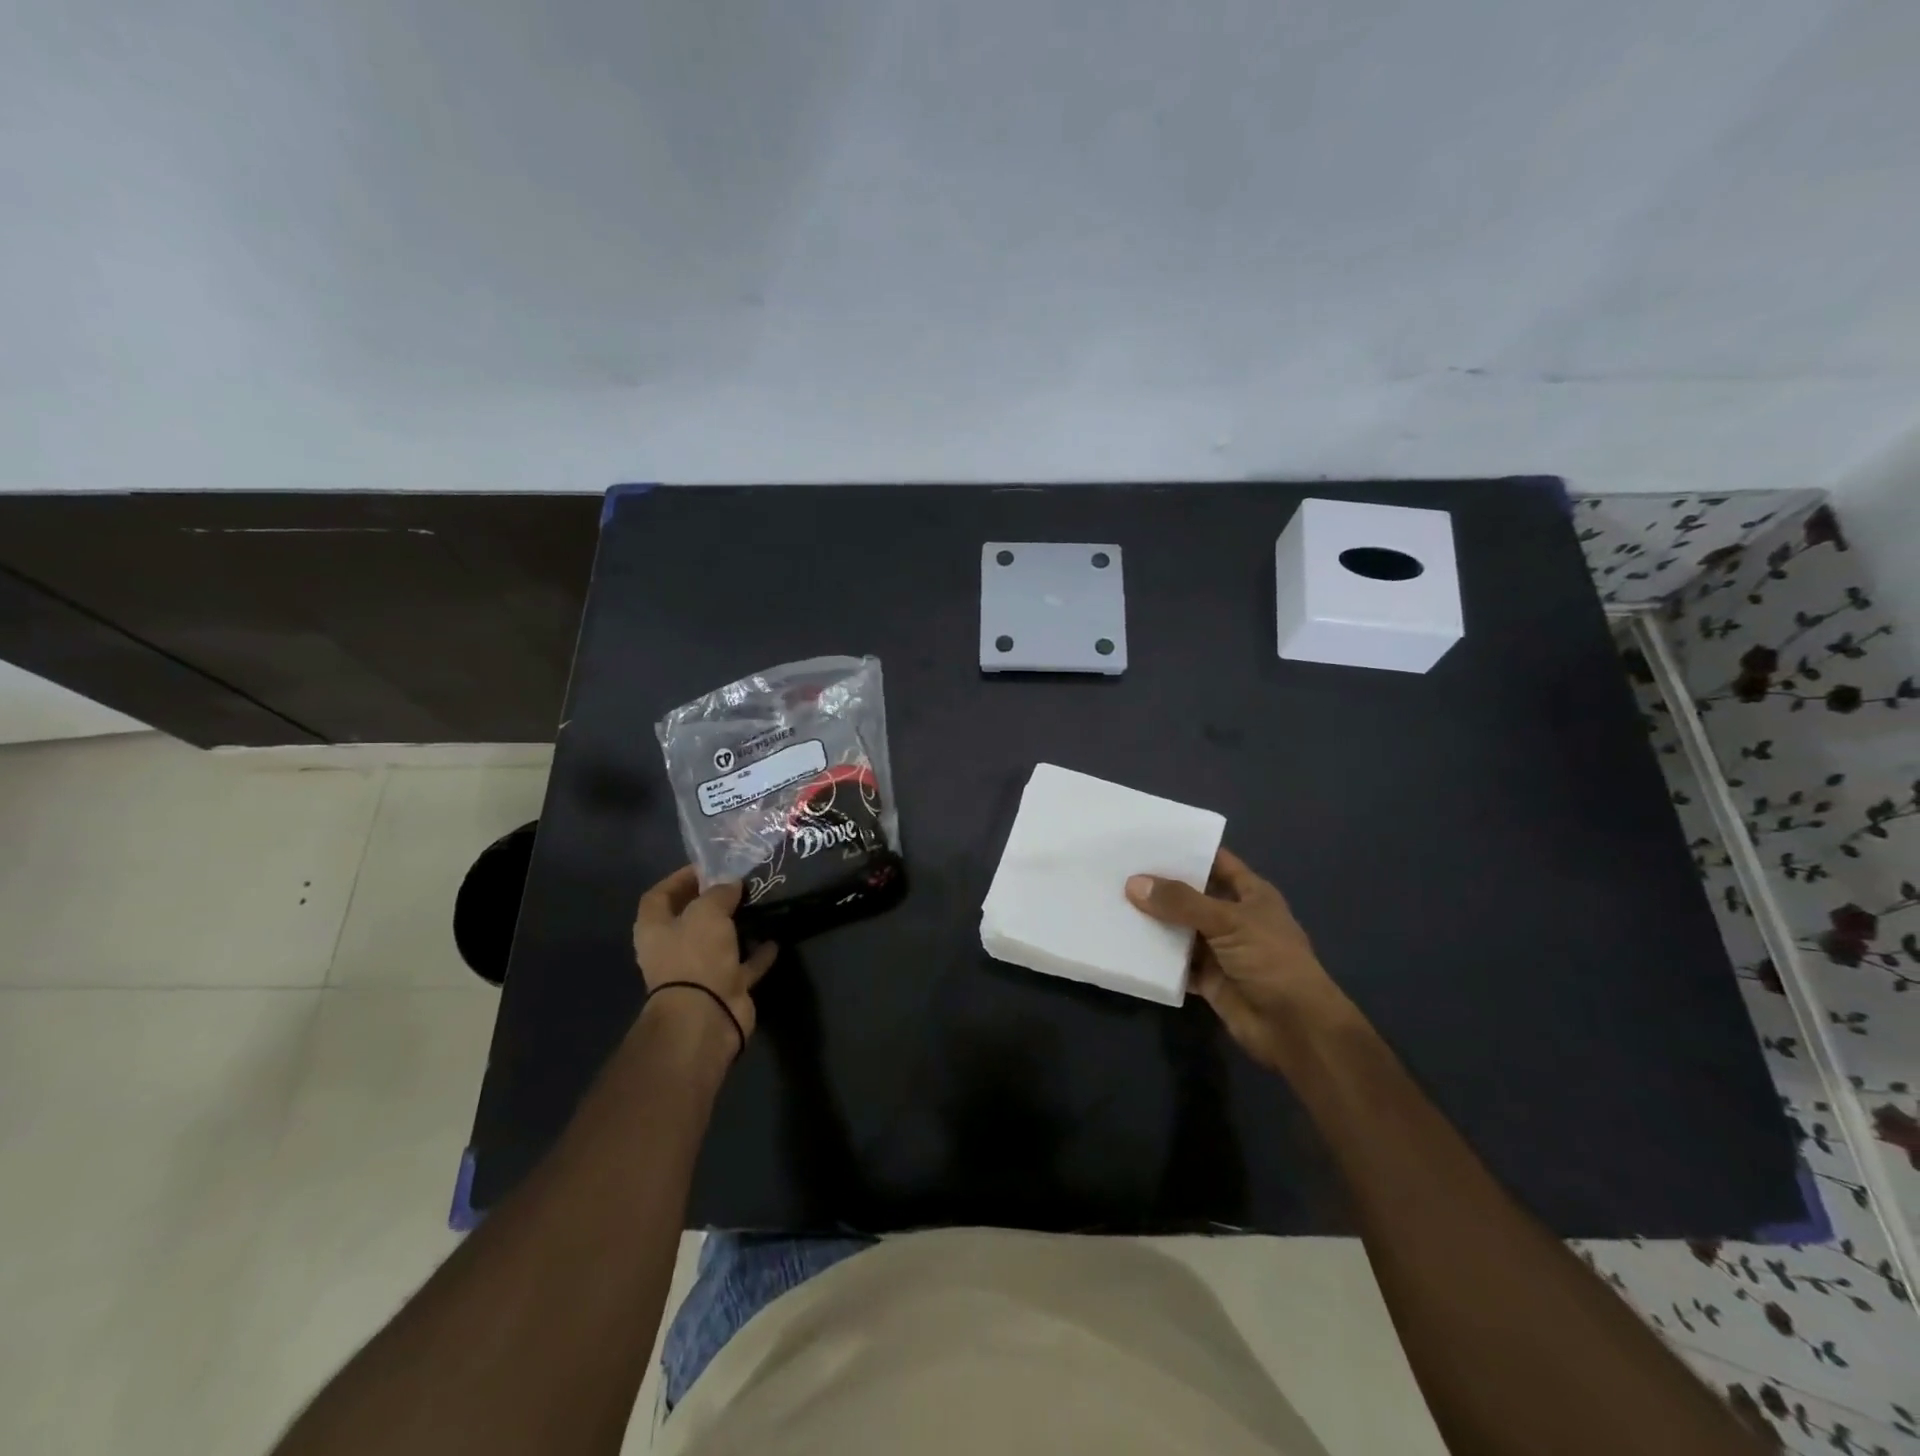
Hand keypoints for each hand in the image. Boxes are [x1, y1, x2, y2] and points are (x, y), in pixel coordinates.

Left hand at [632, 866, 777, 1050]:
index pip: (659, 896)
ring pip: (719, 943)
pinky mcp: (725, 988)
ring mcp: (699, 972)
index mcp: (655, 930)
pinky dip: (757, 954)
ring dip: (737, 927)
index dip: (679, 879)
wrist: (707, 1014)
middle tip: (738, 884)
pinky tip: (774, 939)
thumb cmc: (696, 955)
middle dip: (713, 902)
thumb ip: (720, 893)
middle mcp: (673, 950)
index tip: (707, 867)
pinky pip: (744, 965)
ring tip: (759, 906)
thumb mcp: (707, 911)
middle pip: (691, 919)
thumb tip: (731, 885)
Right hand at [1126, 847, 1359, 1070]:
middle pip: (1192, 895)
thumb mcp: (1228, 921)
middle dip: (1160, 885)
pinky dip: (1154, 956)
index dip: (1187, 850)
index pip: (1216, 862)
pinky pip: (1175, 962)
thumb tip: (1133, 884)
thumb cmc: (1271, 961)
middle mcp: (1233, 917)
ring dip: (1153, 921)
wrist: (1294, 1027)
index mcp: (1250, 894)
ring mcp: (1219, 949)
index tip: (1148, 839)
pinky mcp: (1207, 978)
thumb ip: (1181, 902)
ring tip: (1112, 900)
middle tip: (1118, 868)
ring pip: (1179, 929)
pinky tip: (1125, 943)